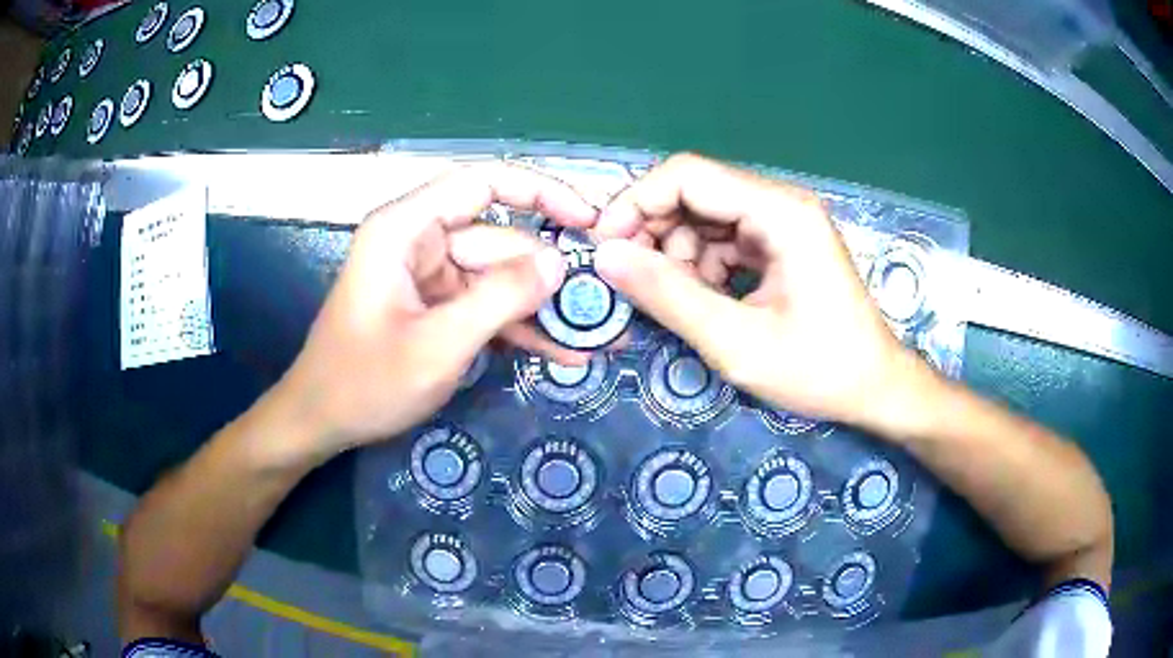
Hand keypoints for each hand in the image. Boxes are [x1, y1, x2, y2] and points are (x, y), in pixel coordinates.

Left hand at [271, 163, 597, 460]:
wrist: (320, 422)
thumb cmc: (364, 383)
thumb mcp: (438, 345)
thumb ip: (500, 298)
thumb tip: (559, 263)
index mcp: (405, 229)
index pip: (482, 183)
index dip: (540, 191)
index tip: (587, 219)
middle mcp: (417, 241)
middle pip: (497, 239)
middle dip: (545, 273)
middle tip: (598, 306)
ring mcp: (427, 276)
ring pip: (497, 276)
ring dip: (538, 307)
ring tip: (590, 334)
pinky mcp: (433, 306)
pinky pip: (483, 304)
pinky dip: (515, 325)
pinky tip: (558, 351)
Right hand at [593, 153, 936, 432]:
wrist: (875, 388)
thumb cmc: (819, 370)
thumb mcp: (737, 342)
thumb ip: (668, 296)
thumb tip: (605, 258)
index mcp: (780, 212)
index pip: (687, 175)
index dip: (635, 203)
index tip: (605, 250)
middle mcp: (781, 203)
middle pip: (694, 192)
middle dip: (655, 232)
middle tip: (634, 281)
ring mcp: (782, 222)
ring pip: (704, 216)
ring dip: (678, 254)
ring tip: (681, 301)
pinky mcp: (781, 243)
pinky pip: (723, 239)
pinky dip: (702, 265)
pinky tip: (706, 300)